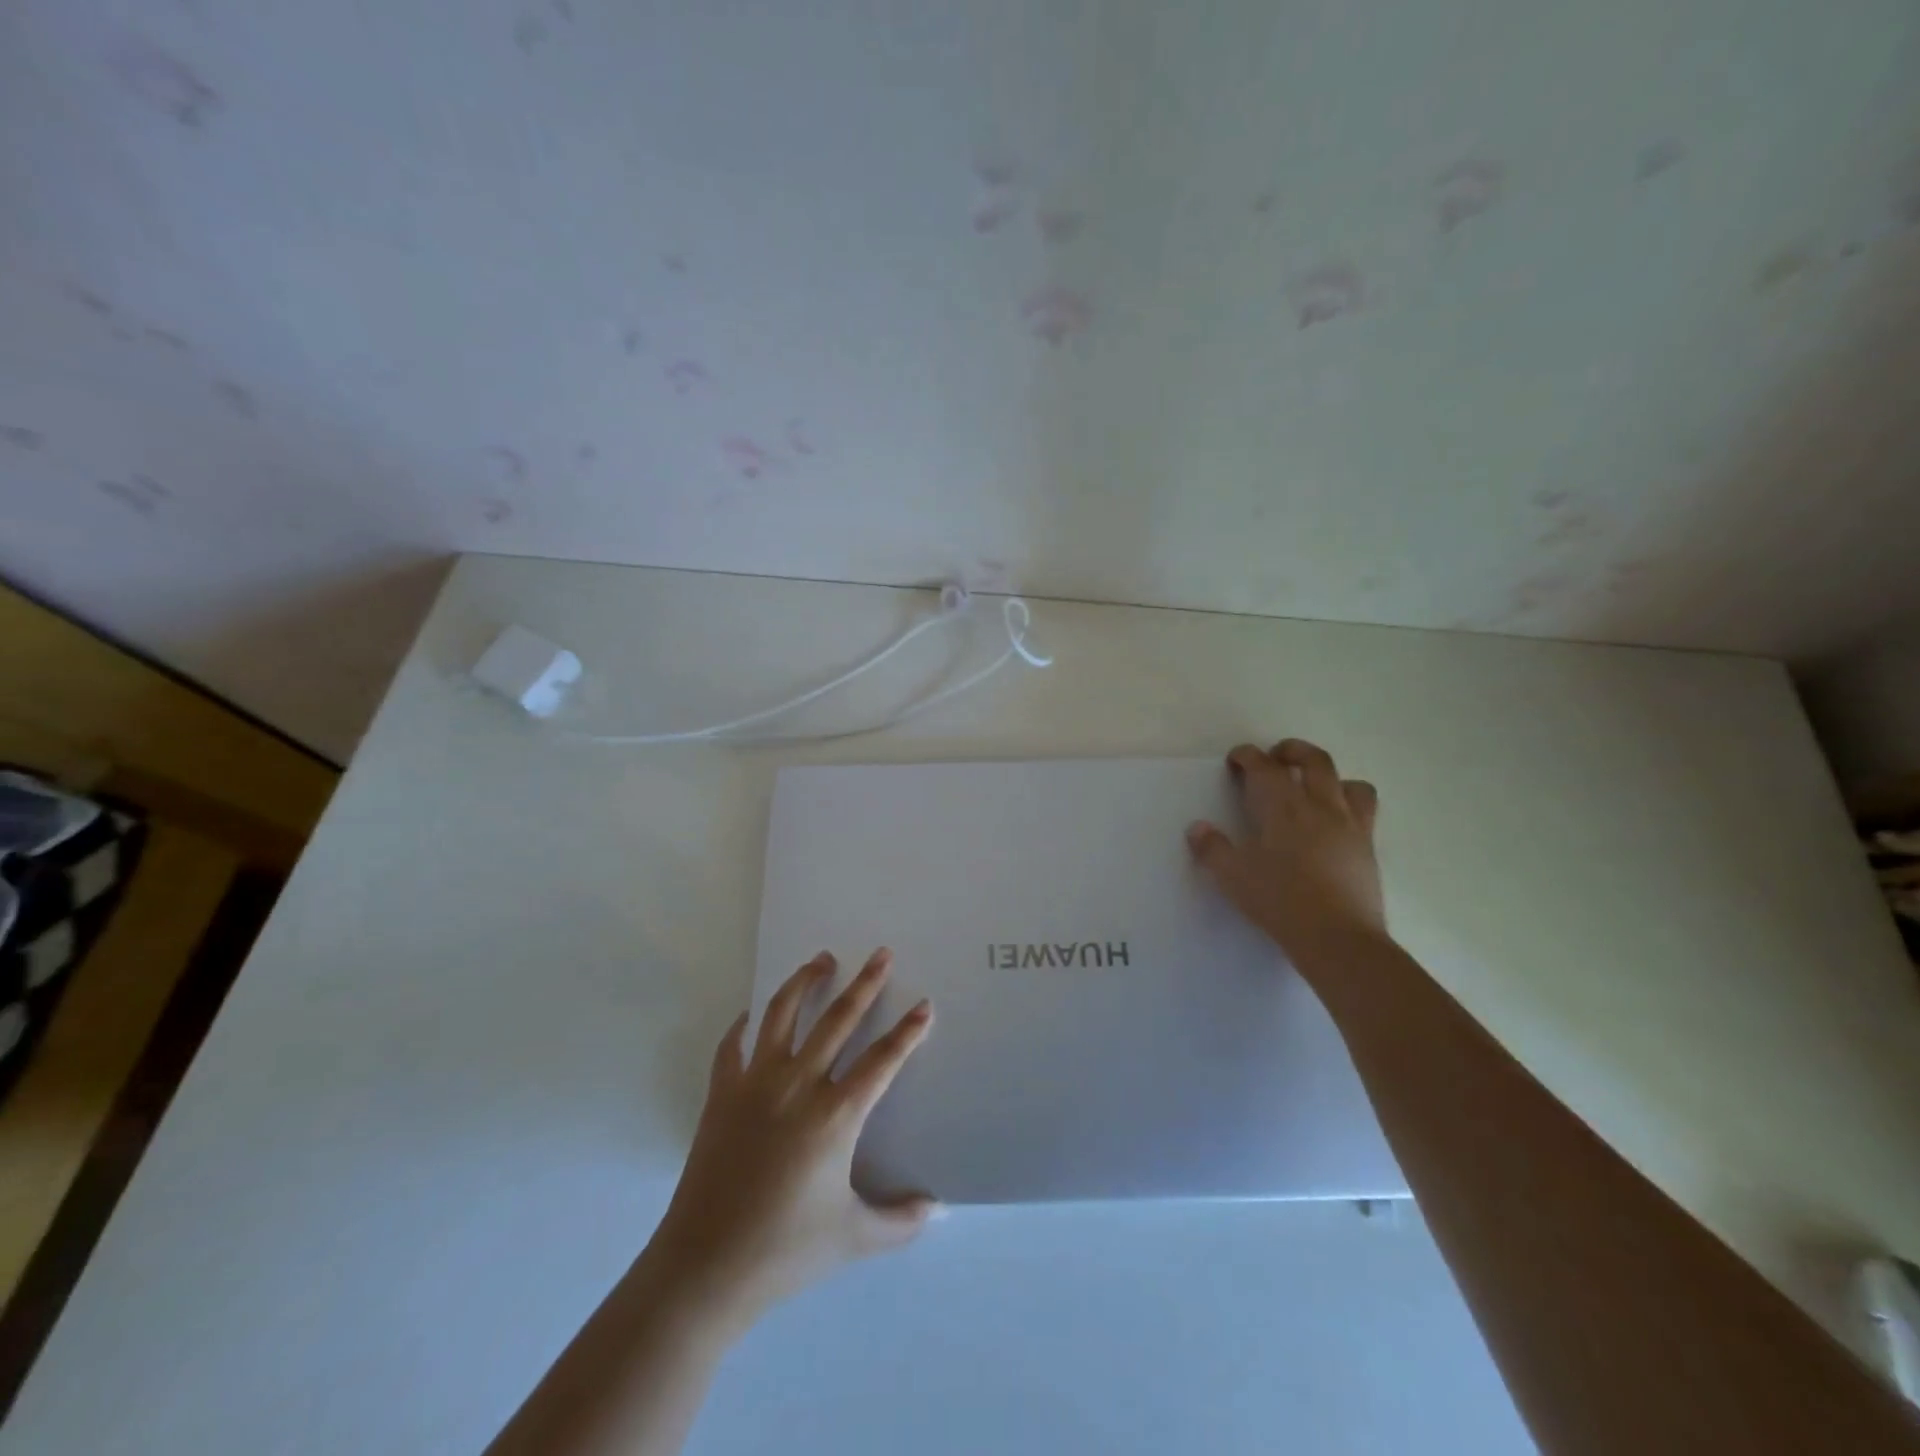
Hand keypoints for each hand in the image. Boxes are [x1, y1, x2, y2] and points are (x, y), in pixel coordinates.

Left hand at [646, 949, 937, 1333]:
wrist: (705, 1268)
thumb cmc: (785, 1250)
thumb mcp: (854, 1238)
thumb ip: (900, 1220)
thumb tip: (937, 1208)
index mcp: (835, 1115)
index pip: (882, 1061)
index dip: (908, 1032)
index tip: (924, 1005)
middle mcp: (798, 1086)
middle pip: (838, 1020)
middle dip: (865, 984)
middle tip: (881, 954)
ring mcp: (755, 1084)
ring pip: (783, 1014)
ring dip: (805, 981)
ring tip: (821, 960)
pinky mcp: (721, 1094)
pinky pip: (733, 1045)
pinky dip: (745, 1024)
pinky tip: (753, 1015)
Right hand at [1186, 739, 1387, 965]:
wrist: (1338, 938)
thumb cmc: (1280, 901)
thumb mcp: (1233, 877)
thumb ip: (1212, 849)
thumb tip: (1197, 828)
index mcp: (1283, 808)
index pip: (1264, 767)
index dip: (1248, 756)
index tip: (1236, 757)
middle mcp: (1320, 806)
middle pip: (1314, 760)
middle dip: (1292, 751)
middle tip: (1276, 756)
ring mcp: (1350, 825)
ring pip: (1348, 781)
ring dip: (1328, 776)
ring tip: (1313, 786)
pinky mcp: (1368, 847)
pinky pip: (1365, 810)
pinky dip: (1349, 803)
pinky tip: (1335, 821)